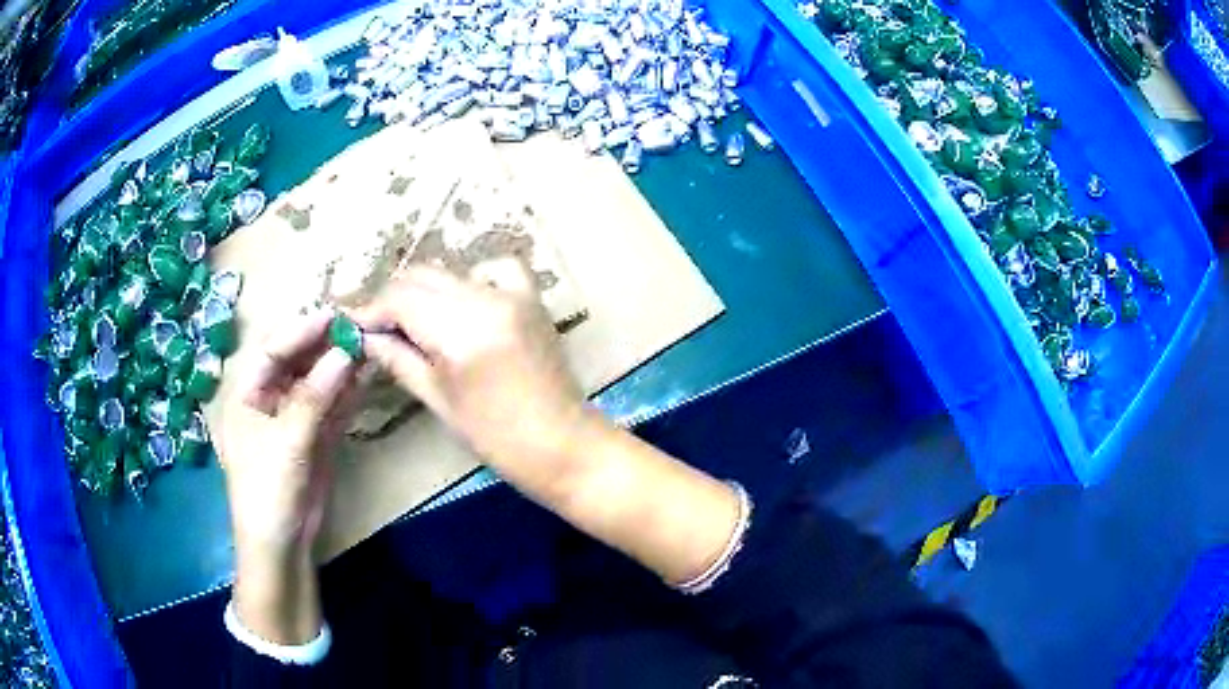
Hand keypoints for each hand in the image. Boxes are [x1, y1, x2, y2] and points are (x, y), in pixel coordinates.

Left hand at [218, 309, 357, 643]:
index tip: (336, 315)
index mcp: (246, 393)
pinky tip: (367, 375)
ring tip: (369, 345)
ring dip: (341, 366)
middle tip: (358, 327)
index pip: (273, 349)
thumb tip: (346, 352)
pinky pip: (332, 406)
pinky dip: (349, 392)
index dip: (302, 330)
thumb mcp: (287, 441)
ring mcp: (294, 417)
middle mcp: (269, 398)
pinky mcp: (315, 436)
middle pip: (297, 361)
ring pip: (318, 382)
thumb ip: (315, 395)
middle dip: (325, 344)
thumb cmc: (268, 489)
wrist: (282, 544)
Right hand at [355, 263, 739, 585]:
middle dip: (394, 299)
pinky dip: (470, 278)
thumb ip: (399, 359)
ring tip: (415, 321)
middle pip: (422, 277)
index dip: (371, 310)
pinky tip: (464, 303)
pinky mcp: (532, 297)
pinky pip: (493, 269)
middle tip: (379, 326)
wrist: (563, 444)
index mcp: (460, 333)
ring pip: (450, 272)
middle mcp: (486, 301)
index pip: (400, 299)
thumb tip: (366, 337)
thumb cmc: (497, 438)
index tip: (355, 324)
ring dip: (425, 291)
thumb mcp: (439, 400)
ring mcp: (514, 294)